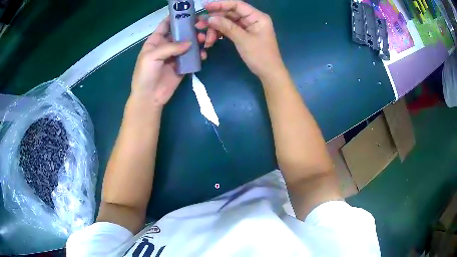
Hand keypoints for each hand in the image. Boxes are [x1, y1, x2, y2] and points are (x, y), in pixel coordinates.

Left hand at [131, 17, 207, 108]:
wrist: (149, 97)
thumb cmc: (145, 74)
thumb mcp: (152, 57)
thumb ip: (170, 47)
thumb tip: (190, 43)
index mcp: (155, 41)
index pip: (166, 25)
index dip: (175, 18)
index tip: (188, 14)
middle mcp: (166, 46)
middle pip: (180, 34)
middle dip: (190, 29)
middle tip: (201, 28)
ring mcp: (175, 56)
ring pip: (188, 44)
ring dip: (196, 41)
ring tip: (204, 41)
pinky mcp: (182, 66)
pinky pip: (192, 58)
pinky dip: (198, 55)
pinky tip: (203, 55)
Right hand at [202, 1, 284, 78]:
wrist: (269, 73)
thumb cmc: (260, 56)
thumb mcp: (243, 40)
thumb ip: (227, 27)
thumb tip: (210, 18)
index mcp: (257, 17)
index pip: (237, 5)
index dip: (220, 4)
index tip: (205, 7)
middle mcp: (252, 19)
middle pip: (230, 14)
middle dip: (215, 19)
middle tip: (199, 24)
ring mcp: (248, 27)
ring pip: (227, 23)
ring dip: (215, 29)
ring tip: (205, 39)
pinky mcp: (243, 34)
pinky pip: (229, 30)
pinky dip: (220, 34)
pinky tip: (211, 40)